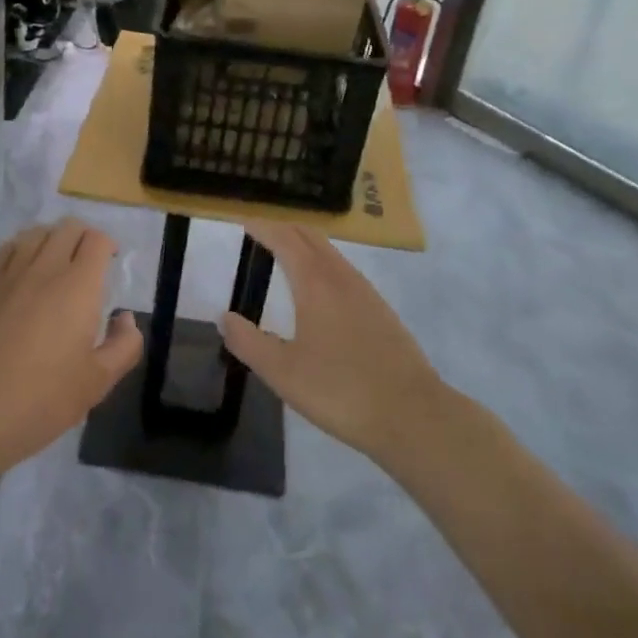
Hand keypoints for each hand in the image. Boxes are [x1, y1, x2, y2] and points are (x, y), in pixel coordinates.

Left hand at [0, 220, 141, 468]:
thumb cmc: (40, 400)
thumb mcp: (97, 383)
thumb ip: (124, 346)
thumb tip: (125, 318)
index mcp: (78, 286)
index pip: (96, 240)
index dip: (107, 246)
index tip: (110, 264)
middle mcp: (44, 268)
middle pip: (67, 227)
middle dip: (83, 237)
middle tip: (86, 264)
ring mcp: (7, 273)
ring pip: (35, 233)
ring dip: (52, 240)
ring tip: (54, 264)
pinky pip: (6, 250)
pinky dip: (21, 250)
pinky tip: (21, 274)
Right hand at [220, 223, 446, 462]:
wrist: (413, 415)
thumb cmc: (341, 390)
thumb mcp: (283, 373)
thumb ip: (249, 343)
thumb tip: (225, 318)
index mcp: (315, 282)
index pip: (284, 239)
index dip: (261, 227)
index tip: (241, 221)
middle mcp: (341, 276)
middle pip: (309, 236)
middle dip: (283, 228)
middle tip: (258, 232)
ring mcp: (365, 292)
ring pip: (330, 252)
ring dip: (305, 244)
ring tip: (284, 253)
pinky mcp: (381, 310)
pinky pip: (344, 270)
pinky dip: (323, 262)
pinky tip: (319, 289)